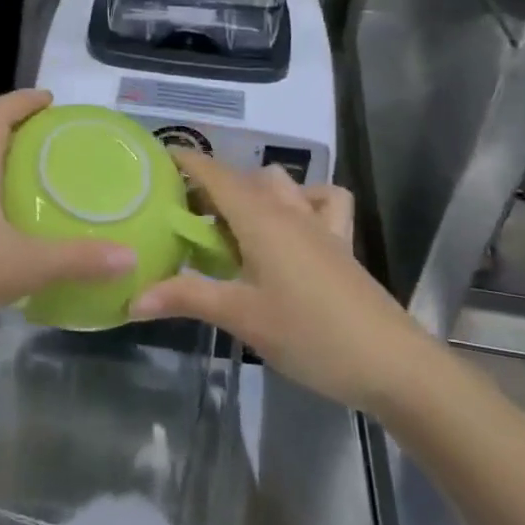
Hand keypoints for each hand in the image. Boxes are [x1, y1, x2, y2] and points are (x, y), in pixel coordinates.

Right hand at [129, 152, 432, 414]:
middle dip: (209, 185)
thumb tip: (132, 298)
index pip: (214, 172)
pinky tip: (290, 227)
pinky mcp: (340, 244)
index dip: (184, 160)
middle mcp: (288, 210)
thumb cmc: (311, 334)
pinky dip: (303, 201)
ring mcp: (319, 225)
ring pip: (280, 184)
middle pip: (242, 178)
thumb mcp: (241, 316)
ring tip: (229, 225)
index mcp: (260, 218)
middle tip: (180, 216)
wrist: (393, 364)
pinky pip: (322, 202)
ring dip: (251, 191)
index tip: (153, 162)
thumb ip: (186, 298)